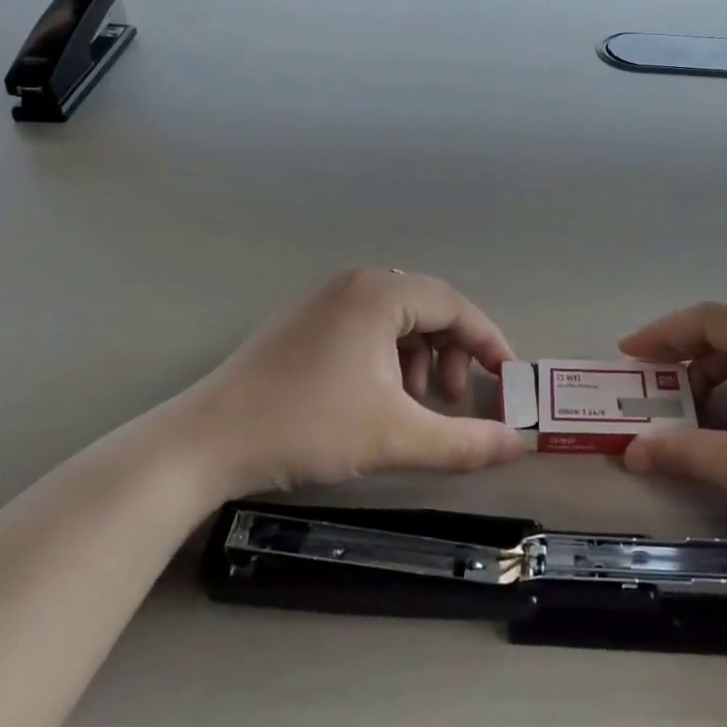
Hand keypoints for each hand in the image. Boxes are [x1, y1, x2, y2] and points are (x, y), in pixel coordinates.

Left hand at [166, 269, 529, 503]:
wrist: (205, 443)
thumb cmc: (308, 426)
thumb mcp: (395, 437)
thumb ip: (465, 442)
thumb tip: (521, 444)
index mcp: (380, 293)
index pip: (455, 305)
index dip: (488, 342)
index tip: (508, 380)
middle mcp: (356, 283)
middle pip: (428, 309)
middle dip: (453, 354)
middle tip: (454, 401)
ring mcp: (326, 299)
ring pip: (398, 321)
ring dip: (421, 360)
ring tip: (414, 407)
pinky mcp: (305, 322)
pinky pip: (368, 328)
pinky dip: (388, 360)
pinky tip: (378, 399)